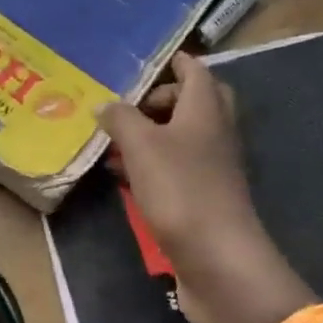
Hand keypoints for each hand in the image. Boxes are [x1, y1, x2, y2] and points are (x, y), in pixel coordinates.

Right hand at [99, 53, 311, 322]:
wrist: (218, 261)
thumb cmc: (181, 190)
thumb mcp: (141, 146)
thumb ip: (121, 118)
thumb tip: (104, 104)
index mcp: (205, 109)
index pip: (194, 70)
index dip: (171, 61)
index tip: (139, 63)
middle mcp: (214, 132)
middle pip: (192, 102)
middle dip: (158, 100)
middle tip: (127, 106)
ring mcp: (212, 167)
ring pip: (180, 138)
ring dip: (149, 135)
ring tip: (112, 142)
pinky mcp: (203, 198)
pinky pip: (175, 169)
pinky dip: (150, 166)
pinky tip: (121, 177)